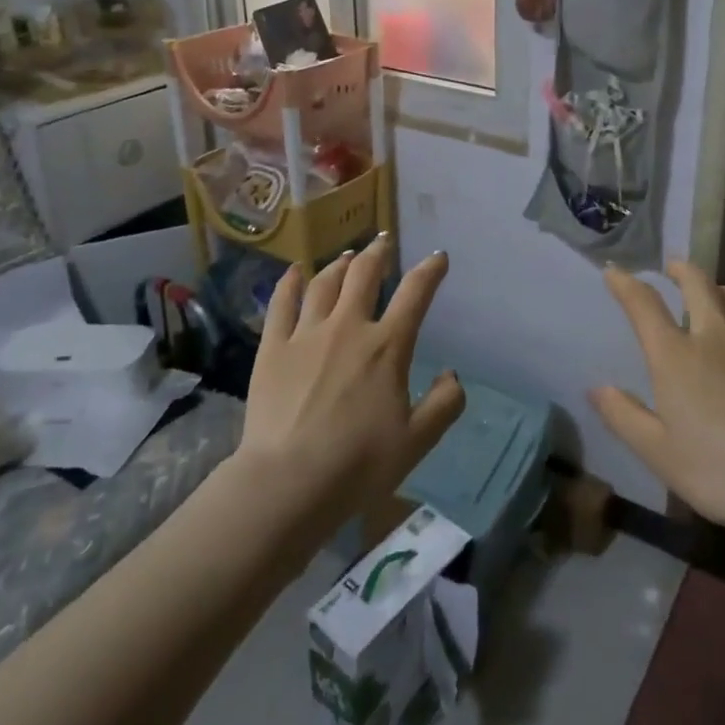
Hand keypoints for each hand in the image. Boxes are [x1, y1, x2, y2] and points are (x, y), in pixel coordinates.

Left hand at [238, 236, 465, 523]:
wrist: (288, 482)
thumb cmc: (358, 464)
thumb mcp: (417, 441)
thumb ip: (444, 404)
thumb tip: (451, 375)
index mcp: (387, 346)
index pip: (415, 294)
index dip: (430, 270)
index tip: (438, 257)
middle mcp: (348, 327)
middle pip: (364, 275)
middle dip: (378, 254)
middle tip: (384, 242)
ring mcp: (306, 334)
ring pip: (324, 283)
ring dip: (340, 264)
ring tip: (347, 256)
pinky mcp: (272, 347)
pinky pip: (281, 303)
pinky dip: (289, 282)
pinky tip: (294, 271)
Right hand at [591, 262, 724, 541]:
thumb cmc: (721, 471)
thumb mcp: (659, 454)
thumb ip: (624, 416)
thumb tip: (597, 389)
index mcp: (676, 356)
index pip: (644, 304)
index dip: (625, 284)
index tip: (614, 272)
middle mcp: (715, 337)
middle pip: (698, 284)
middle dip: (681, 270)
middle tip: (672, 267)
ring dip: (719, 288)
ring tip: (713, 295)